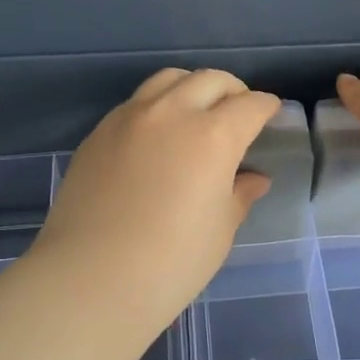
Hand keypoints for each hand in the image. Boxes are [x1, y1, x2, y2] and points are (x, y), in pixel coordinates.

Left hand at [31, 68, 280, 322]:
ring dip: (192, 88)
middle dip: (232, 91)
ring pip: (169, 79)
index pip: (250, 105)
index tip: (270, 115)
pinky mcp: (99, 132)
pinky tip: (157, 136)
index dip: (266, 108)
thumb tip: (254, 179)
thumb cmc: (171, 263)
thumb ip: (239, 195)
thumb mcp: (219, 231)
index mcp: (213, 136)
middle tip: (238, 113)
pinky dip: (157, 106)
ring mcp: (129, 118)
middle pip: (210, 80)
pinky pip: (136, 102)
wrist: (89, 280)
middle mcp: (172, 113)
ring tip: (196, 113)